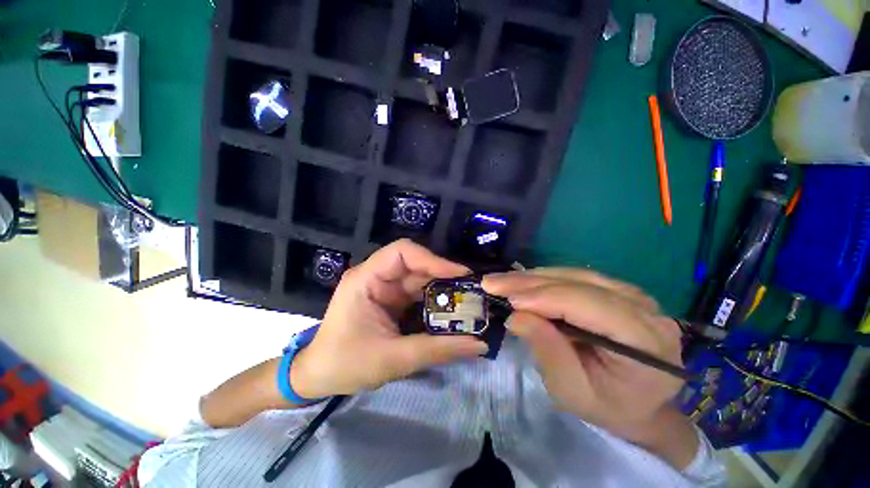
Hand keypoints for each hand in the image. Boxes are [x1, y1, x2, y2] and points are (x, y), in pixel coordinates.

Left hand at [291, 239, 487, 398]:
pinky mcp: (391, 300)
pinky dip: (435, 300)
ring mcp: (384, 288)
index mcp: (366, 279)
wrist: (319, 376)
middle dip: (444, 276)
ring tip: (468, 301)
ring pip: (420, 279)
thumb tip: (480, 345)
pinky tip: (451, 311)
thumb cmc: (345, 364)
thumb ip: (437, 350)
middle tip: (471, 291)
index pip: (402, 252)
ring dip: (442, 289)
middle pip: (416, 265)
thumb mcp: (393, 359)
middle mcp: (376, 277)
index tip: (460, 275)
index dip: (432, 259)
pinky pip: (418, 293)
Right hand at [483, 268, 697, 467]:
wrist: (637, 401)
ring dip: (532, 277)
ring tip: (501, 281)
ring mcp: (631, 293)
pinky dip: (543, 278)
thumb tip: (516, 316)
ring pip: (573, 274)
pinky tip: (522, 282)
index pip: (589, 305)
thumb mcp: (572, 390)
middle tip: (492, 282)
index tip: (507, 299)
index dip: (545, 298)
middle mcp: (644, 307)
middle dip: (529, 282)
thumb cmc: (607, 405)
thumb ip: (548, 351)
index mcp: (646, 339)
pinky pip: (574, 276)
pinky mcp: (615, 288)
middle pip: (579, 283)